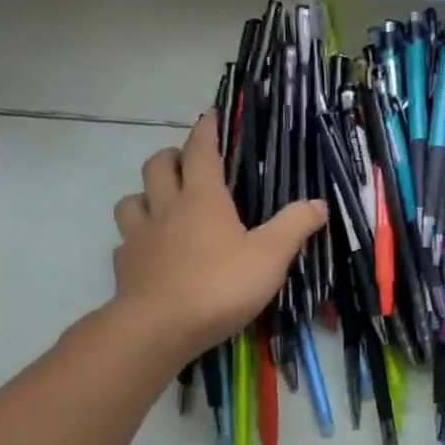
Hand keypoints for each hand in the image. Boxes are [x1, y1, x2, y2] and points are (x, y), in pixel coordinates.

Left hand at [110, 111, 326, 359]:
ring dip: (145, 195)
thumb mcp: (270, 256)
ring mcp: (139, 237)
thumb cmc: (220, 286)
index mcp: (203, 199)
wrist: (158, 328)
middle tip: (185, 161)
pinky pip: (125, 242)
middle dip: (171, 156)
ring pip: (131, 200)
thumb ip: (295, 226)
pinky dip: (136, 240)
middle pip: (157, 166)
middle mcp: (166, 208)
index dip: (206, 130)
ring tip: (160, 204)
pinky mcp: (124, 267)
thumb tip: (319, 203)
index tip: (210, 115)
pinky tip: (149, 252)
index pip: (201, 151)